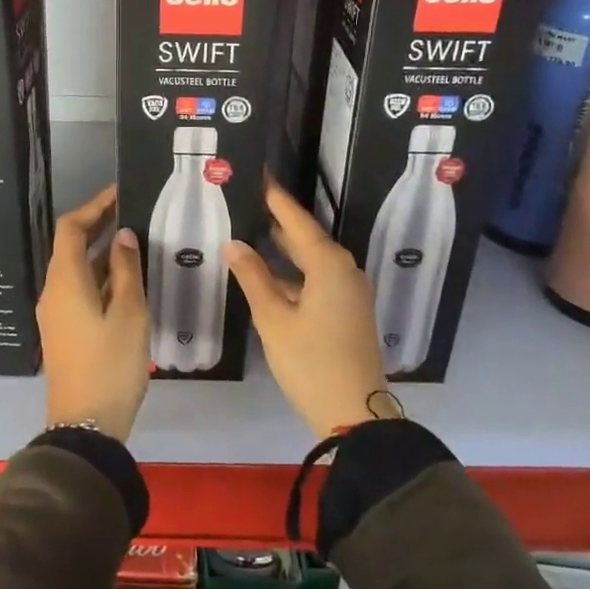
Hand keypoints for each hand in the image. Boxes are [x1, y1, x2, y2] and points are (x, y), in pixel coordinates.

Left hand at [37, 184, 149, 442]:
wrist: (87, 424)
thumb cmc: (111, 364)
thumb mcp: (129, 313)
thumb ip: (126, 271)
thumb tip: (123, 236)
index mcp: (65, 281)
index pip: (71, 228)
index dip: (94, 206)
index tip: (121, 193)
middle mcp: (53, 291)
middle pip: (70, 247)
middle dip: (99, 226)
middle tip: (133, 212)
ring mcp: (56, 313)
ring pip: (76, 270)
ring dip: (102, 253)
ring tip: (136, 241)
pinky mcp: (64, 331)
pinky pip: (79, 290)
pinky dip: (100, 276)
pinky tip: (127, 279)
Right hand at [225, 177, 392, 438]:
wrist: (355, 413)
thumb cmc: (310, 361)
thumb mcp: (273, 318)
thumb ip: (253, 277)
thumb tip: (234, 244)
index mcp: (329, 265)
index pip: (298, 221)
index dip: (277, 199)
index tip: (262, 175)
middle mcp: (345, 271)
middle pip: (309, 239)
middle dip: (281, 223)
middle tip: (252, 203)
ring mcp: (351, 293)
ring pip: (314, 262)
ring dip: (287, 252)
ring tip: (255, 235)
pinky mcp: (350, 312)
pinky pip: (320, 280)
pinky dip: (296, 274)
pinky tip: (272, 278)